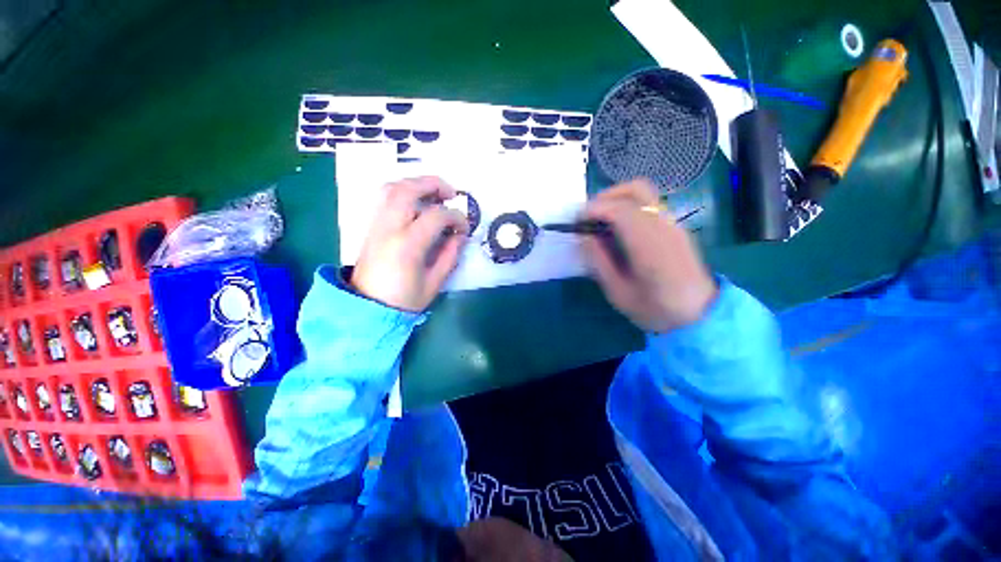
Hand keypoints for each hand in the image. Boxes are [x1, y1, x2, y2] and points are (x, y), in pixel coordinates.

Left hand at [351, 177, 468, 311]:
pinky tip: (415, 202)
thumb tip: (460, 236)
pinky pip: (384, 198)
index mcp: (408, 245)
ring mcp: (377, 225)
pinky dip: (402, 191)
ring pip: (392, 188)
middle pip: (408, 190)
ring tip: (433, 193)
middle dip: (434, 184)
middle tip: (451, 193)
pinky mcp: (371, 227)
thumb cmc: (403, 300)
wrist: (367, 308)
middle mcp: (389, 228)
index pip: (436, 216)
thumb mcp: (434, 283)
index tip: (464, 228)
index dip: (456, 217)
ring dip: (415, 183)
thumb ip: (449, 256)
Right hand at [581, 179, 717, 331]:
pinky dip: (628, 208)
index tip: (577, 221)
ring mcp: (674, 224)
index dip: (594, 209)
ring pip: (644, 194)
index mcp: (649, 247)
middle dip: (606, 197)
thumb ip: (599, 262)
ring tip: (600, 221)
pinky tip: (618, 229)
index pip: (621, 210)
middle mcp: (664, 227)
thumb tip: (583, 236)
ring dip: (617, 200)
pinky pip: (649, 206)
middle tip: (588, 216)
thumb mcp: (618, 293)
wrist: (701, 315)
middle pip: (636, 190)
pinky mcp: (676, 227)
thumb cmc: (656, 310)